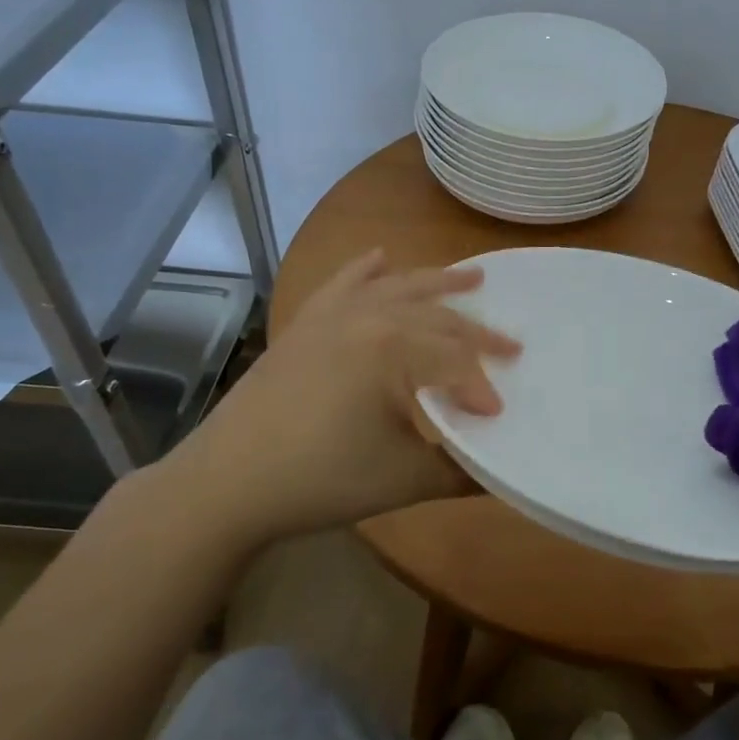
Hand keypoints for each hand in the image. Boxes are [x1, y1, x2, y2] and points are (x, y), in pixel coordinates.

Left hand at [155, 250, 519, 543]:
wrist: (227, 483)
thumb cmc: (321, 480)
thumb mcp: (404, 480)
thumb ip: (460, 471)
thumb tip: (498, 469)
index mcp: (394, 349)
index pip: (456, 362)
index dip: (481, 388)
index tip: (497, 417)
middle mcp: (367, 317)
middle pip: (436, 318)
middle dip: (477, 334)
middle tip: (511, 346)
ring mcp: (331, 316)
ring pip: (397, 288)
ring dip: (437, 282)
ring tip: (473, 276)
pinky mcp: (304, 325)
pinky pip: (341, 283)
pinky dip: (364, 269)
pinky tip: (380, 257)